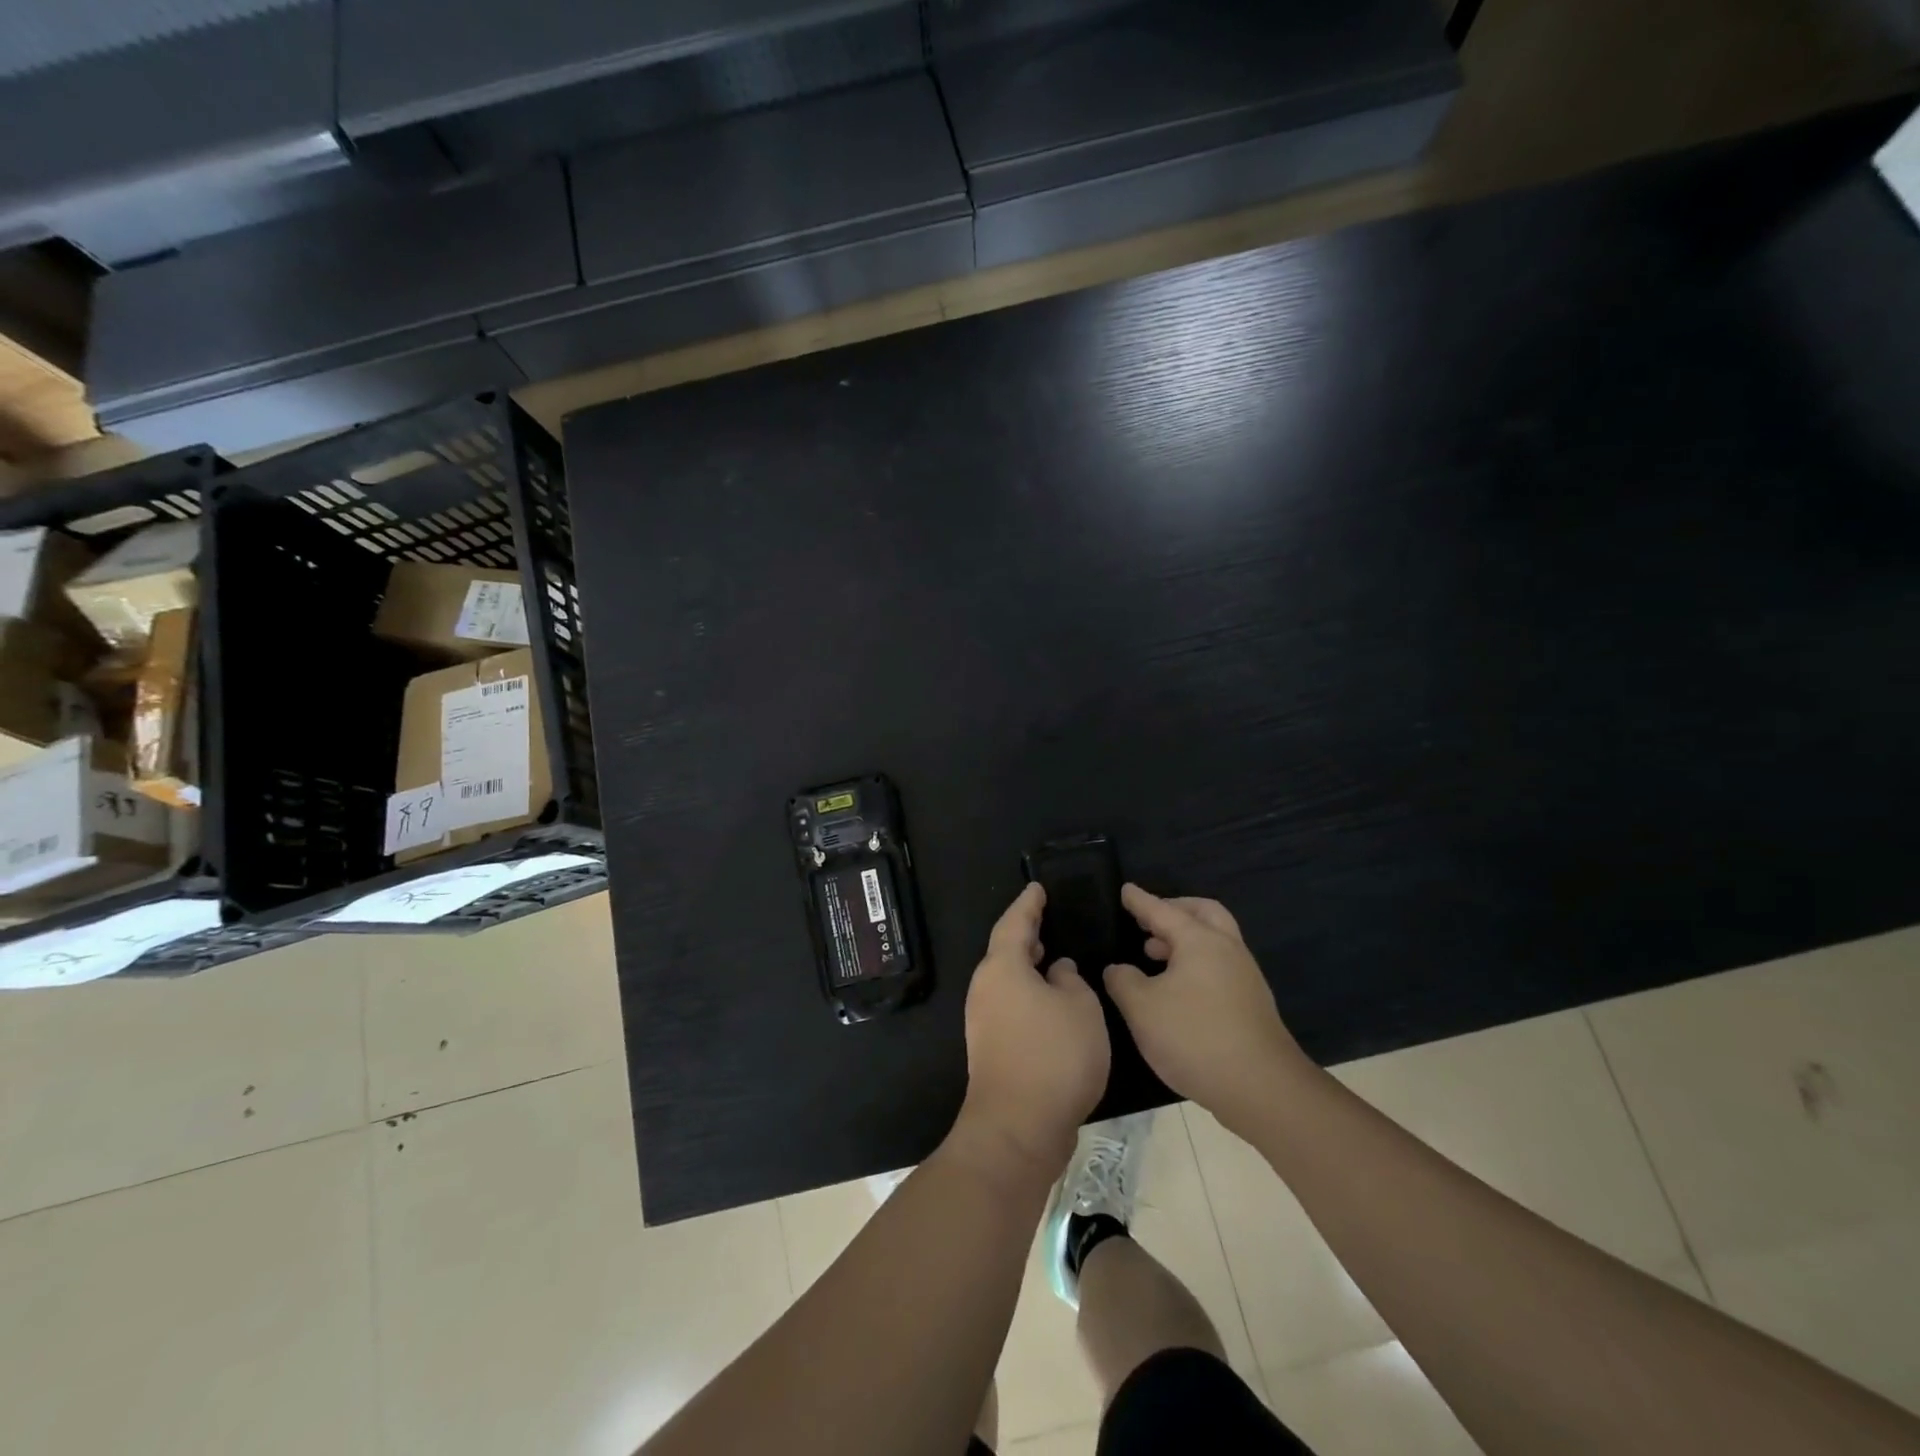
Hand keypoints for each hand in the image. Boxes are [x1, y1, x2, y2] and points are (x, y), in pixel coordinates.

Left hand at [957, 883, 1110, 1174]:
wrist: (1018, 1127)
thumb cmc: (1054, 1056)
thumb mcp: (1080, 1007)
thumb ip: (1071, 980)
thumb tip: (1057, 971)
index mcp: (1003, 968)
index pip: (1015, 923)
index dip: (1028, 904)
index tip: (1037, 888)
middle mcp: (985, 988)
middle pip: (1005, 951)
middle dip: (1026, 935)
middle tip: (1048, 920)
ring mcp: (983, 1020)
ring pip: (1007, 979)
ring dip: (1028, 967)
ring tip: (1053, 957)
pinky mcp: (990, 1047)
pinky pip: (1010, 1004)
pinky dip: (1028, 993)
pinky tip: (1051, 1002)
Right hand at [1103, 885, 1308, 1132]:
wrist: (1262, 1088)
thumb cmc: (1195, 1037)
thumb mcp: (1142, 1009)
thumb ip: (1123, 981)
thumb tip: (1118, 969)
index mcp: (1200, 941)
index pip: (1163, 911)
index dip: (1141, 901)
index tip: (1125, 890)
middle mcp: (1227, 949)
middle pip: (1203, 912)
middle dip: (1175, 909)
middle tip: (1150, 919)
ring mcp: (1245, 976)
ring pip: (1215, 939)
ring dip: (1186, 938)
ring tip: (1155, 954)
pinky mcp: (1252, 1003)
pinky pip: (1220, 964)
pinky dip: (1196, 961)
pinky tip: (1178, 988)